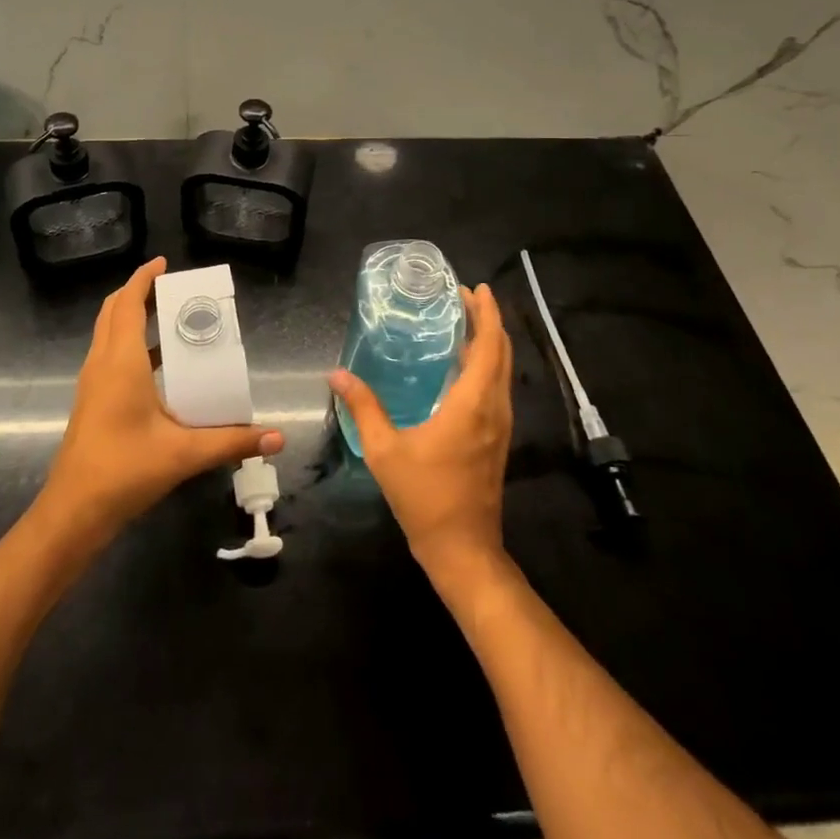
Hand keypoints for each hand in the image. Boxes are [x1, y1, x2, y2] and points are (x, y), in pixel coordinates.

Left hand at [41, 257, 284, 540]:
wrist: (73, 511)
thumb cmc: (125, 469)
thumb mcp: (184, 453)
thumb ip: (232, 441)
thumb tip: (277, 437)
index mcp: (121, 361)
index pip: (128, 303)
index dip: (143, 278)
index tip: (164, 262)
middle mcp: (102, 363)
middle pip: (114, 311)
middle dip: (139, 292)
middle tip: (172, 288)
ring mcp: (93, 382)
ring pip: (108, 333)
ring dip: (132, 317)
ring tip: (170, 318)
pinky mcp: (92, 401)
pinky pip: (109, 355)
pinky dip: (130, 344)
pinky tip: (159, 366)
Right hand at [328, 284, 512, 582]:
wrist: (463, 549)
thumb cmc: (425, 497)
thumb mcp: (385, 451)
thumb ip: (363, 408)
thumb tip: (337, 374)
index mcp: (473, 404)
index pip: (489, 346)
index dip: (486, 314)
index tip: (475, 289)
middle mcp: (494, 408)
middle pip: (501, 353)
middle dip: (489, 321)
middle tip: (466, 297)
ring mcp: (500, 425)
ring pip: (503, 372)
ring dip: (490, 343)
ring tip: (465, 322)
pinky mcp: (497, 439)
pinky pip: (498, 388)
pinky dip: (487, 365)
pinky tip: (463, 366)